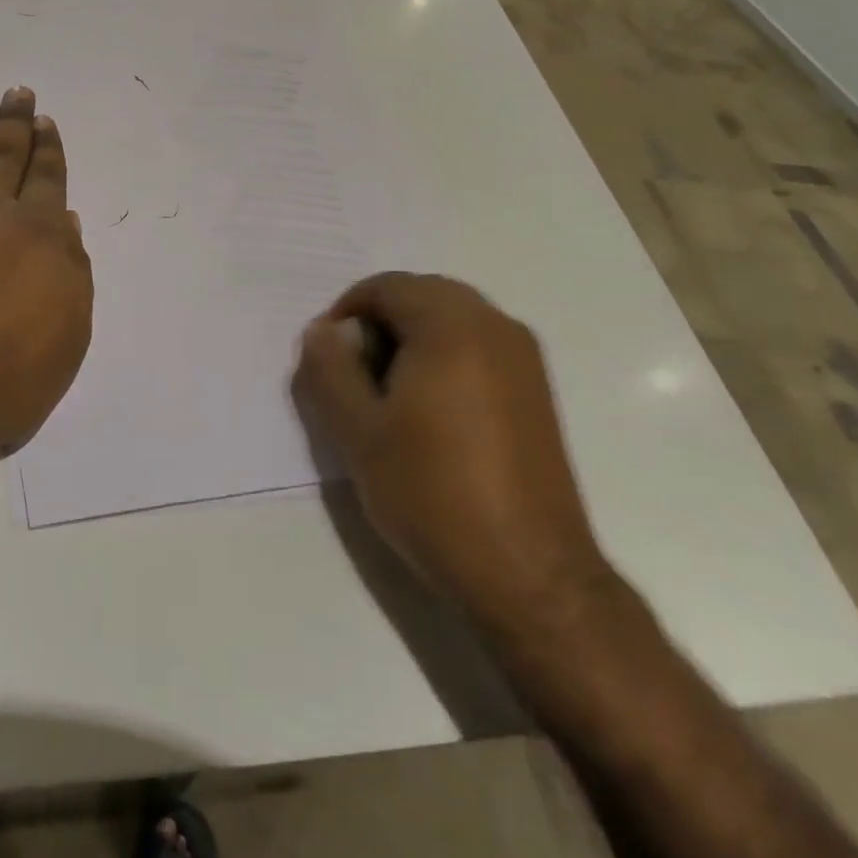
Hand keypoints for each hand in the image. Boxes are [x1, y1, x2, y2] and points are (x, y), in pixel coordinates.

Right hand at [292, 273, 613, 643]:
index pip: (386, 286)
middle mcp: (496, 326)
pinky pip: (478, 347)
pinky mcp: (536, 391)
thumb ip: (329, 369)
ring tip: (387, 398)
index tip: (328, 361)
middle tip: (354, 377)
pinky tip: (429, 414)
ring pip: (452, 320)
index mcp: (452, 326)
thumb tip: (321, 331)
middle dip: (379, 324)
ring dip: (411, 341)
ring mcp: (524, 358)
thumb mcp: (357, 431)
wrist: (527, 571)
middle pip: (422, 295)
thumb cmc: (431, 493)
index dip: (346, 313)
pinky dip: (443, 358)